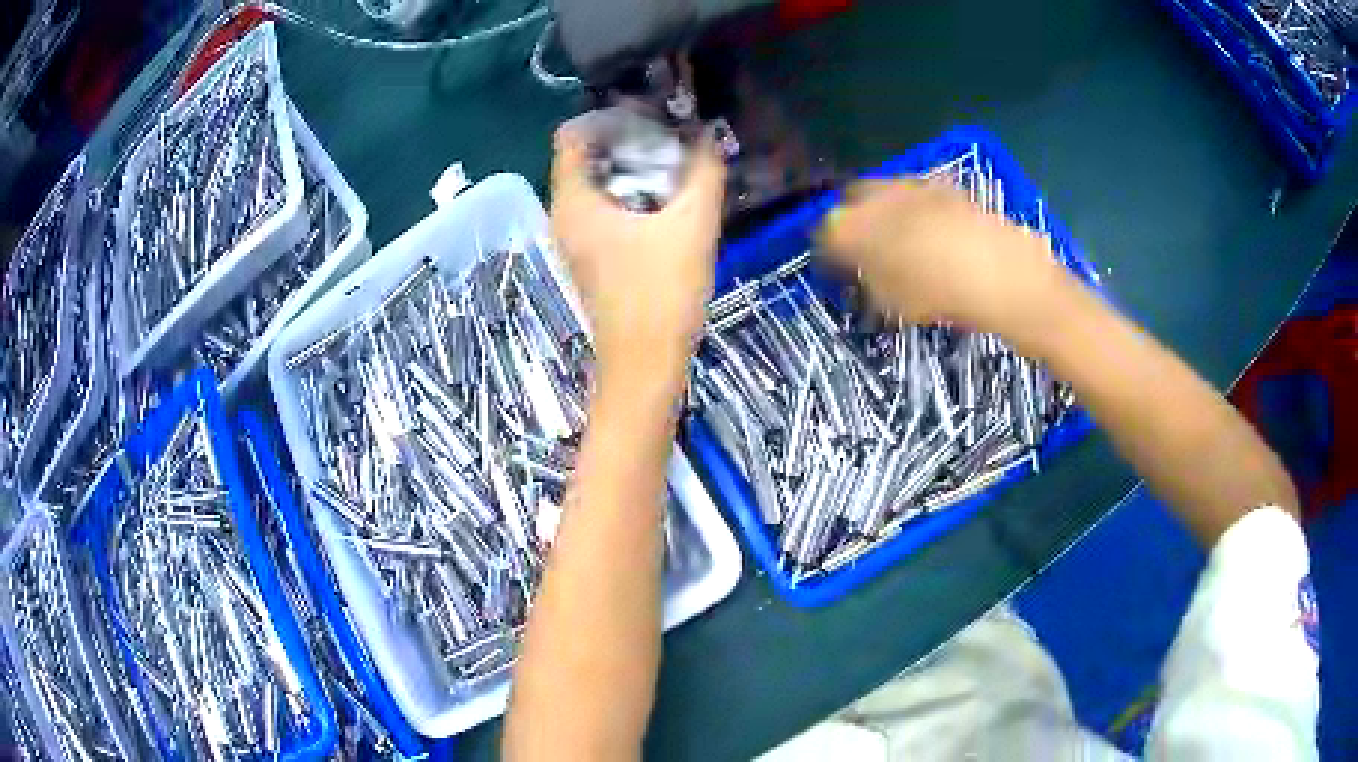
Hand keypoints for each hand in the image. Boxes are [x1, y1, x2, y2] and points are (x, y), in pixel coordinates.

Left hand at [550, 127, 725, 384]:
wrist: (645, 365)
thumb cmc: (661, 293)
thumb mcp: (691, 225)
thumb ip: (703, 173)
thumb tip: (708, 136)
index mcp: (574, 201)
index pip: (573, 135)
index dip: (609, 118)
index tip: (650, 116)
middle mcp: (564, 216)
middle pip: (586, 158)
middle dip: (626, 141)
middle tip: (670, 137)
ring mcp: (574, 240)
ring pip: (596, 186)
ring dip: (631, 170)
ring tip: (674, 164)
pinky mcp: (591, 258)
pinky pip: (603, 210)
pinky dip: (629, 196)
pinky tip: (666, 202)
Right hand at [818, 178, 1075, 352]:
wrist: (1001, 274)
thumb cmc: (940, 297)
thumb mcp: (893, 302)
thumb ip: (868, 281)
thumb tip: (863, 270)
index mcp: (853, 227)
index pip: (824, 231)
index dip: (827, 250)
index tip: (838, 268)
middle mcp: (876, 196)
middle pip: (849, 200)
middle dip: (851, 219)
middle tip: (863, 247)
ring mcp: (912, 184)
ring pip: (882, 191)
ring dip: (881, 210)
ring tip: (897, 238)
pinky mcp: (943, 185)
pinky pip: (914, 192)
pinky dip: (912, 207)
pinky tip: (929, 230)